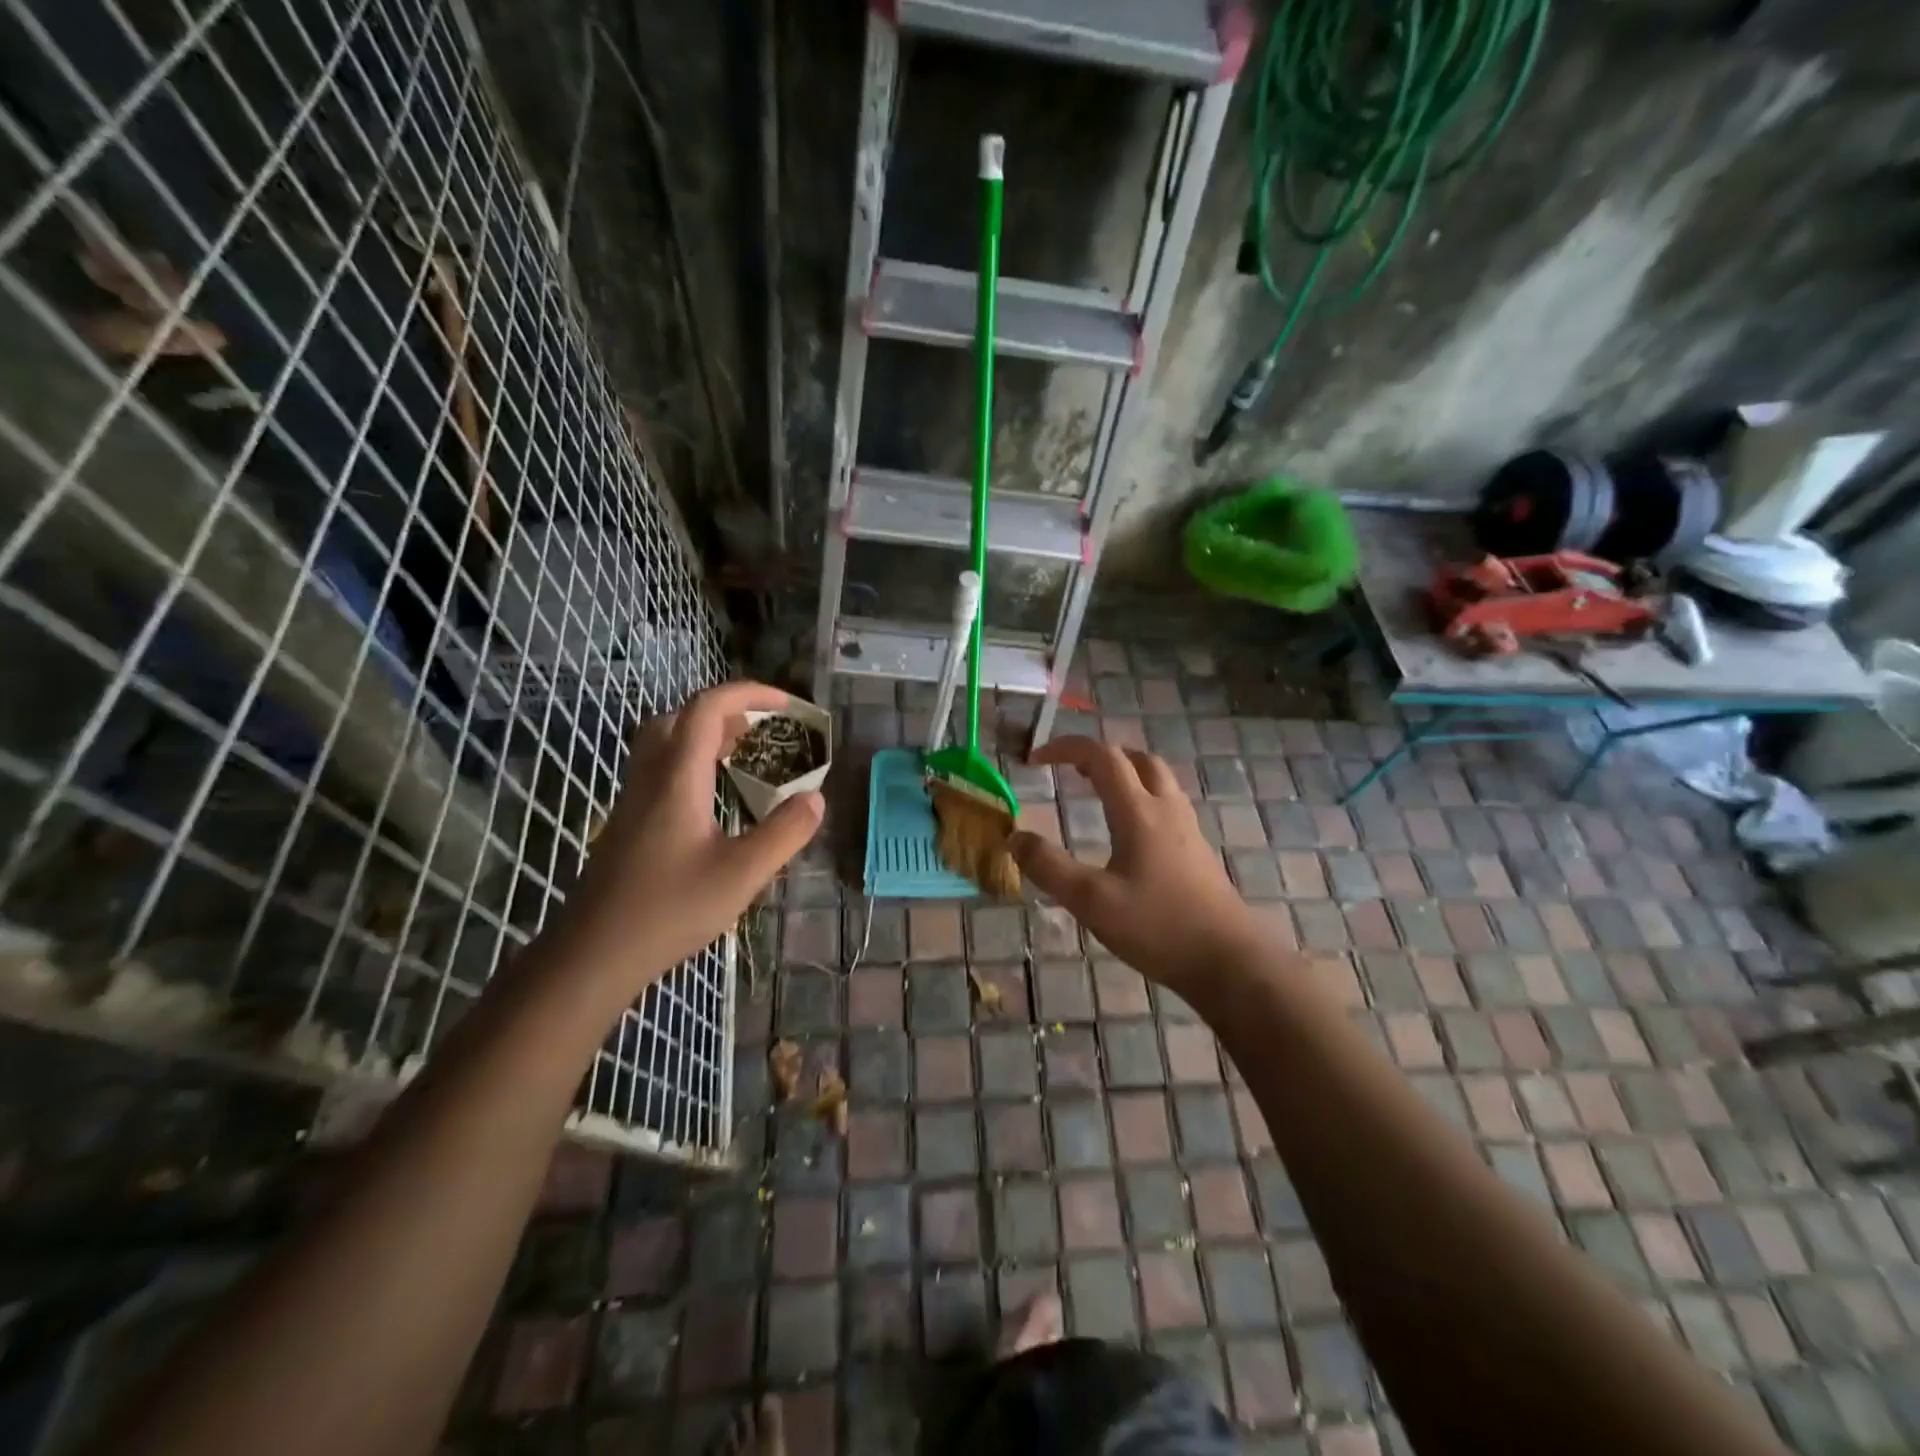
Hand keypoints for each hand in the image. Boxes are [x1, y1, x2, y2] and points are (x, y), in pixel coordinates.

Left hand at [567, 681, 823, 989]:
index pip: (707, 709)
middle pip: (679, 717)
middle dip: (725, 710)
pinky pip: (660, 768)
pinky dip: (691, 760)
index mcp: (677, 779)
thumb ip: (784, 833)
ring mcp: (634, 800)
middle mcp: (650, 778)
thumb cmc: (669, 910)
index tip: (786, 706)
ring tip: (742, 752)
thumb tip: (816, 798)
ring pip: (664, 742)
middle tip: (762, 728)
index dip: (748, 694)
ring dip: (704, 733)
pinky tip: (712, 794)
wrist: (595, 953)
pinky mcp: (628, 821)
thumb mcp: (742, 875)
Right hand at [1010, 737, 1261, 992]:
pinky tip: (1129, 831)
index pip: (1102, 757)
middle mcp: (1166, 810)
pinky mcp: (1198, 851)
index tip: (1035, 760)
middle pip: (1136, 758)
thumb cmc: (1158, 927)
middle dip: (1099, 755)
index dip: (1065, 748)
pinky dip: (1141, 797)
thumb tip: (1015, 838)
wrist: (1229, 961)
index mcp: (1138, 812)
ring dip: (1124, 773)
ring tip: (1097, 792)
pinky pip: (1167, 804)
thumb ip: (1049, 867)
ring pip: (1157, 779)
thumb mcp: (1092, 901)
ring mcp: (1188, 829)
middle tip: (1070, 771)